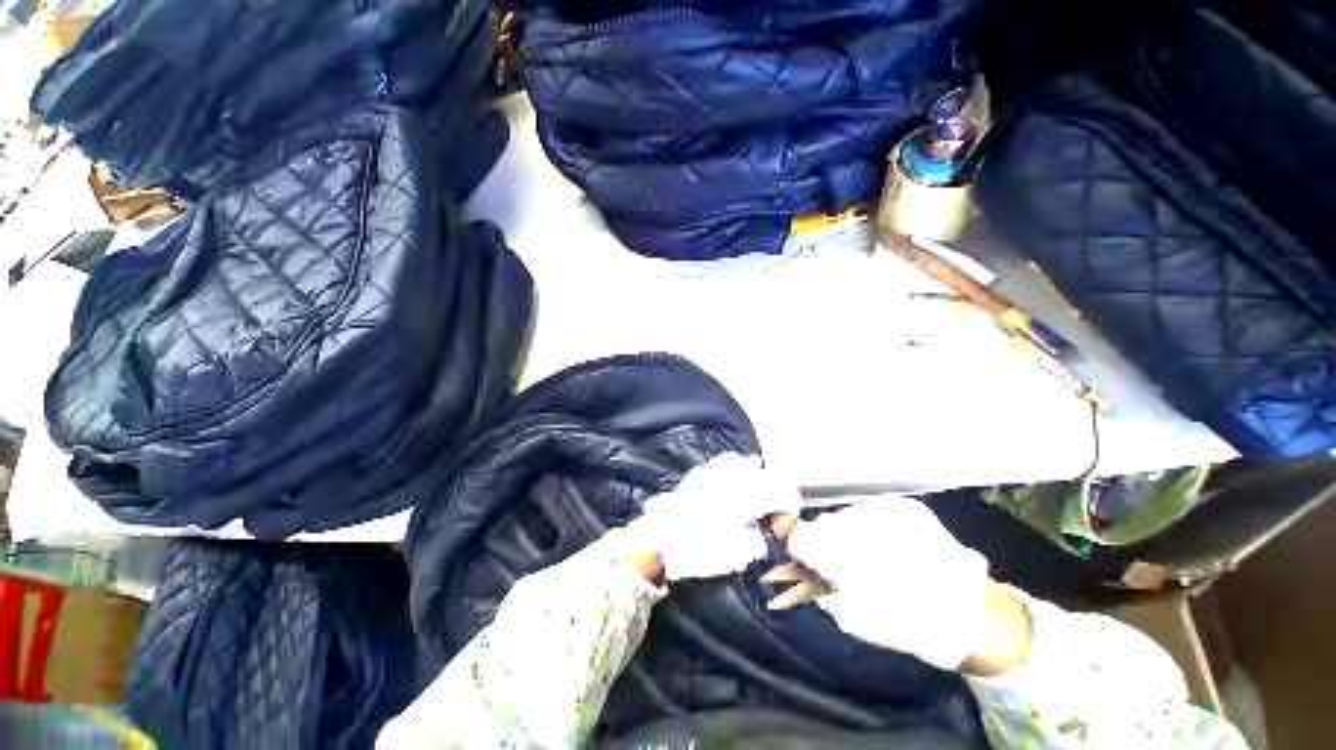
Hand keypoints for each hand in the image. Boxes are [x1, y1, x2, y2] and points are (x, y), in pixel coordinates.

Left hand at [626, 453, 800, 582]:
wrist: (660, 538)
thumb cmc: (700, 549)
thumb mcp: (736, 555)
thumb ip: (757, 541)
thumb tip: (762, 532)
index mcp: (747, 497)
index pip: (779, 491)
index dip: (789, 503)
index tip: (788, 515)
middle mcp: (734, 478)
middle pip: (765, 475)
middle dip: (774, 489)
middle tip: (774, 507)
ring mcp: (715, 471)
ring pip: (745, 464)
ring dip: (756, 476)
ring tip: (757, 490)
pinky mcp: (700, 472)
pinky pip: (725, 463)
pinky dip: (736, 469)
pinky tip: (735, 478)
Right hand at [785, 497, 1003, 670]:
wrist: (971, 614)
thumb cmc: (907, 624)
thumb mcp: (854, 617)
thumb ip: (820, 585)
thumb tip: (800, 563)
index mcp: (846, 557)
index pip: (800, 534)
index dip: (792, 538)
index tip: (793, 545)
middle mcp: (860, 525)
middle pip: (823, 524)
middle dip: (824, 541)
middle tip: (840, 563)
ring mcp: (884, 511)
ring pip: (846, 516)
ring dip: (847, 532)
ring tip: (870, 555)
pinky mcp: (904, 506)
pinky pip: (870, 510)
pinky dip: (869, 526)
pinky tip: (886, 544)